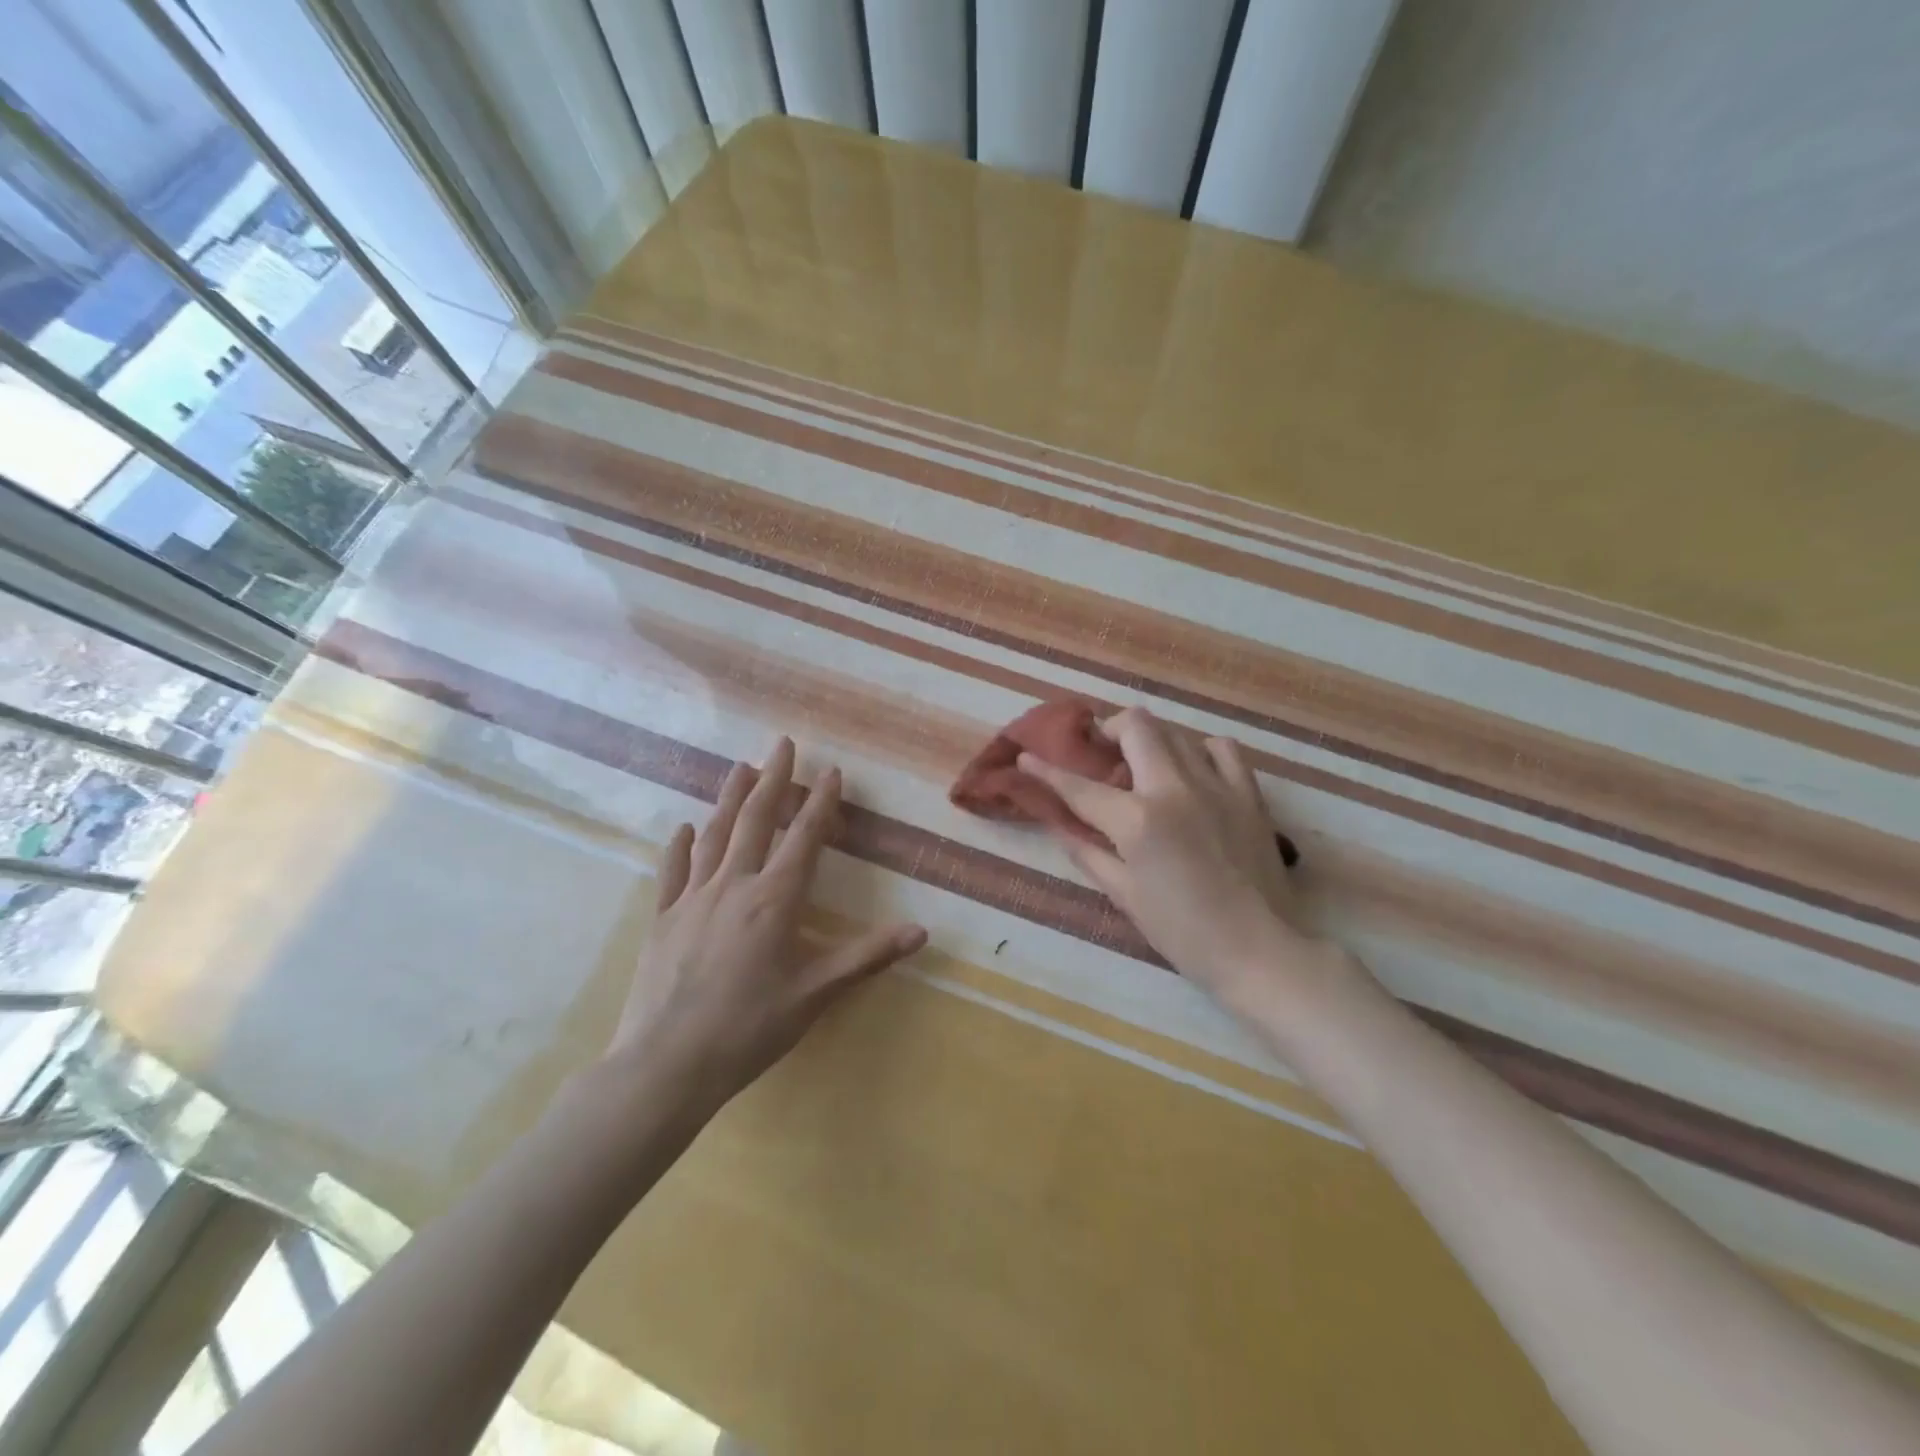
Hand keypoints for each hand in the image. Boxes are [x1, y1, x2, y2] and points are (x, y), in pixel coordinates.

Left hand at [607, 738, 926, 1112]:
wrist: (665, 1065)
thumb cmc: (748, 1029)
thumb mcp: (815, 994)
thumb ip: (867, 957)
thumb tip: (921, 931)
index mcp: (774, 901)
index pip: (803, 838)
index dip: (820, 803)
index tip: (832, 772)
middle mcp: (733, 886)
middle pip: (754, 821)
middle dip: (774, 780)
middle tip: (783, 744)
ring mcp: (692, 899)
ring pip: (714, 836)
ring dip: (729, 798)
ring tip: (741, 767)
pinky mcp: (662, 919)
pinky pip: (672, 871)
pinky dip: (680, 845)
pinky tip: (683, 827)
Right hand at [1020, 708, 1330, 1010]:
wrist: (1257, 951)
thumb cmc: (1182, 933)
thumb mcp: (1123, 895)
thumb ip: (1087, 852)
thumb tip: (1059, 825)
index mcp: (1137, 821)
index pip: (1079, 786)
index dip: (1046, 770)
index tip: (1026, 756)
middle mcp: (1174, 789)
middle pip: (1135, 726)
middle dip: (1108, 731)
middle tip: (1100, 755)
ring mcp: (1216, 786)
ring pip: (1176, 733)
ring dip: (1150, 743)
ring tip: (1144, 768)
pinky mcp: (1248, 794)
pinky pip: (1222, 749)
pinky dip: (1200, 752)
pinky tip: (1193, 773)